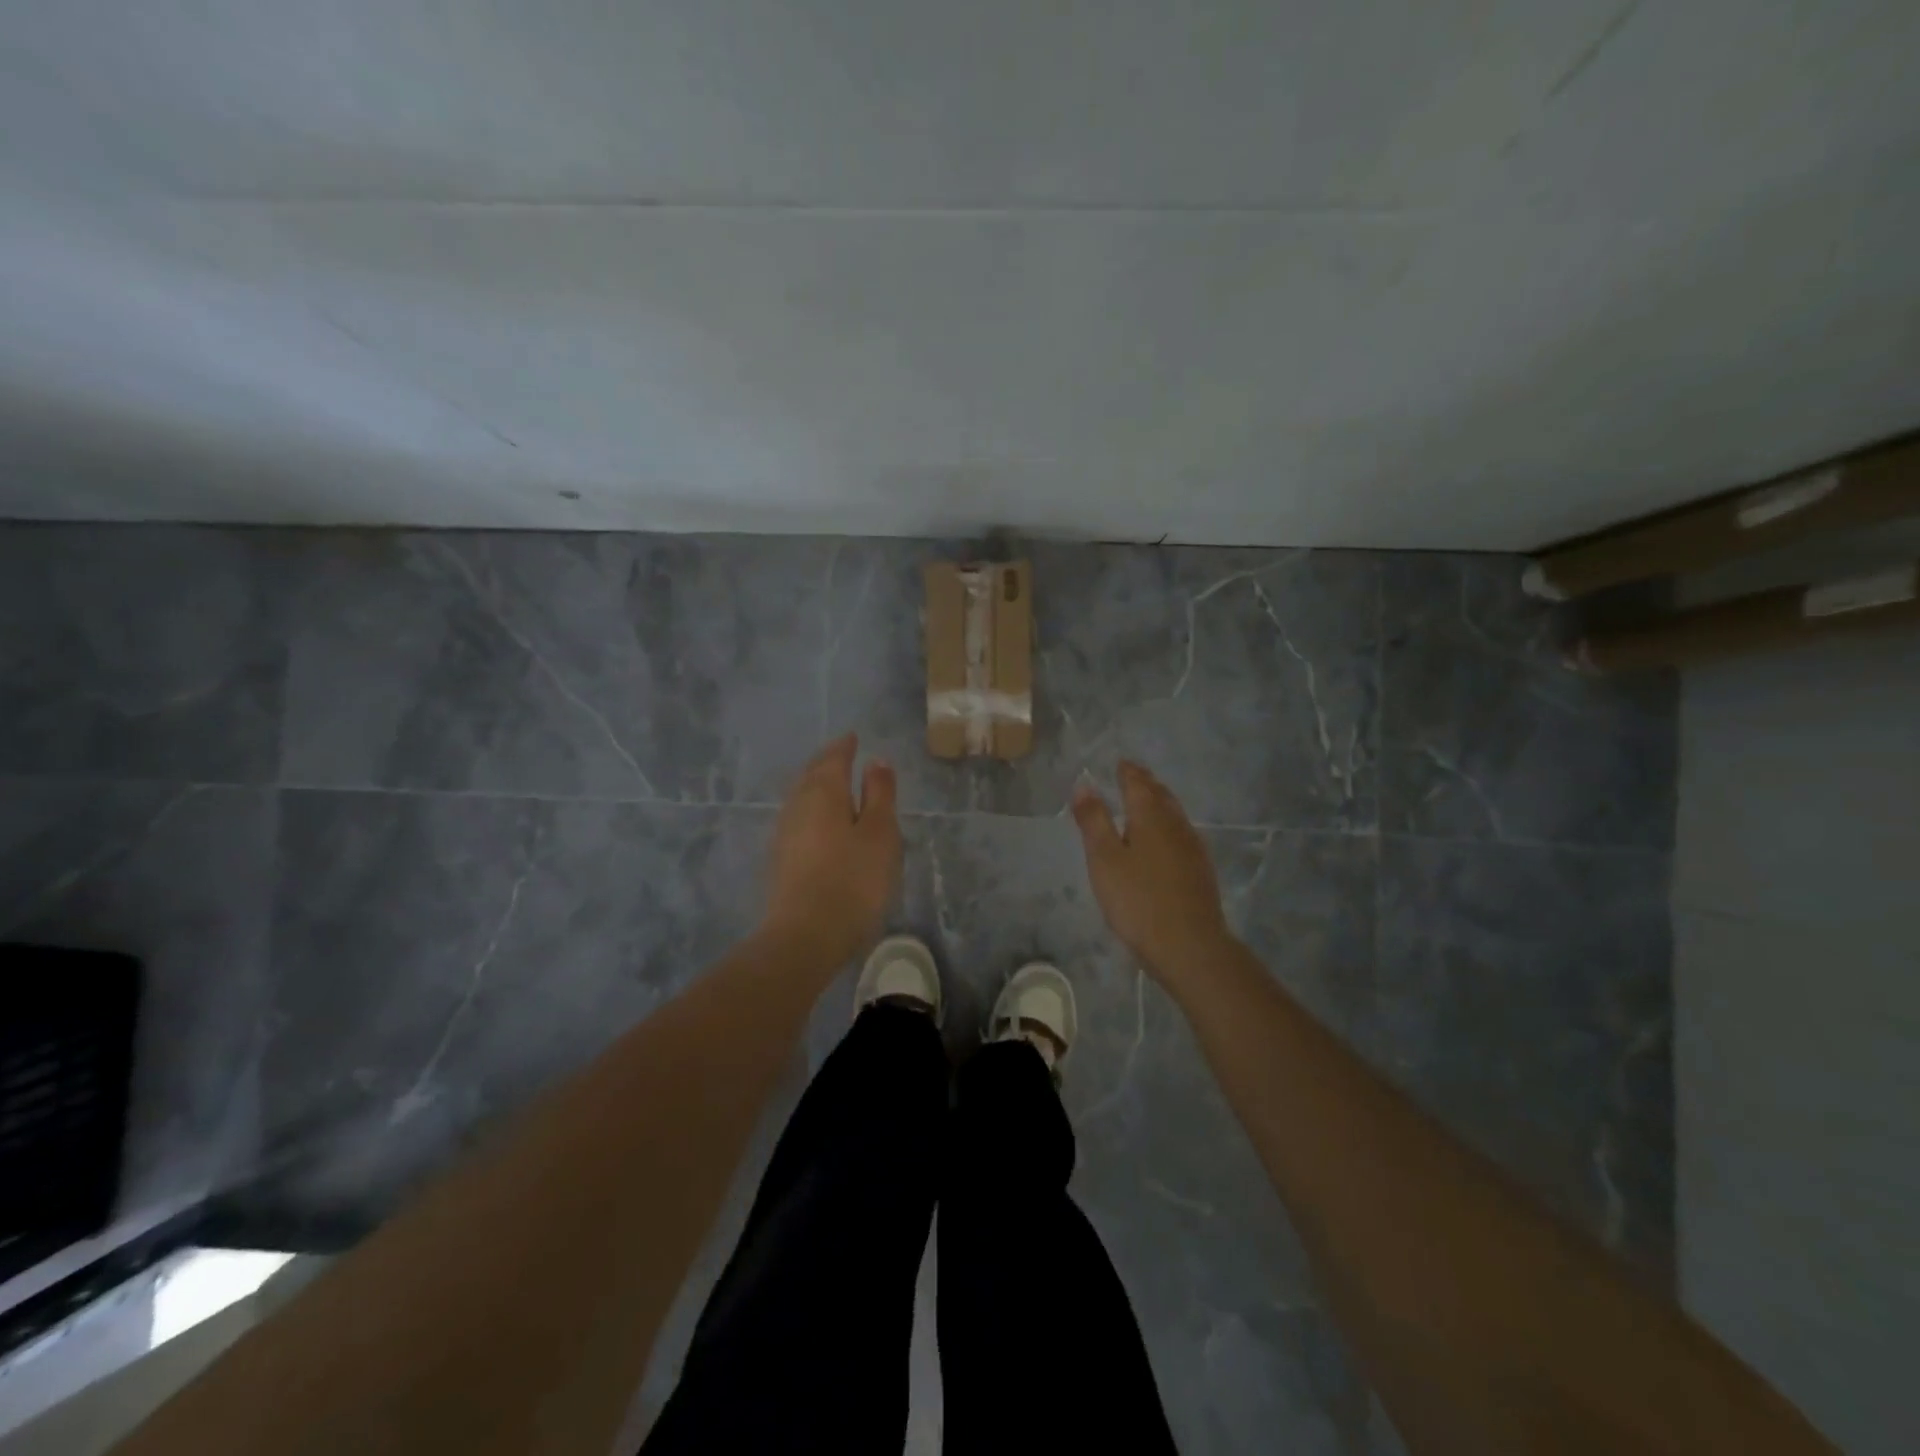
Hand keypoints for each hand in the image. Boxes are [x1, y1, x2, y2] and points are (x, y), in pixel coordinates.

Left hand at [762, 734, 901, 970]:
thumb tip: (876, 760)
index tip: (853, 738)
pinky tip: (820, 823)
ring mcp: (784, 833)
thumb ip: (879, 794)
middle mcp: (797, 805)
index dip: (844, 747)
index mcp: (823, 792)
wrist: (804, 936)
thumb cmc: (853, 879)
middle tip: (842, 755)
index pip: (833, 758)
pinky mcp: (780, 859)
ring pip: (801, 797)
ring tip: (833, 785)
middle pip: (812, 775)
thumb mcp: (880, 833)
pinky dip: (812, 810)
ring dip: (817, 786)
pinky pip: (798, 819)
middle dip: (827, 762)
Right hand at [1072, 761, 1235, 984]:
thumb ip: (1094, 820)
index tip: (1120, 763)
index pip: (1138, 783)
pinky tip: (1165, 839)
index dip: (1128, 772)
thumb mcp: (1104, 859)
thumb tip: (1084, 783)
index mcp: (1150, 817)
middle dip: (1146, 783)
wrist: (1189, 945)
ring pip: (1174, 814)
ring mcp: (1192, 847)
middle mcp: (1176, 824)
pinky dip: (1168, 824)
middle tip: (1133, 775)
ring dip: (1159, 802)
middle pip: (1161, 795)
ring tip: (1146, 801)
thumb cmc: (1138, 900)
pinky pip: (1182, 833)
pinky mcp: (1200, 870)